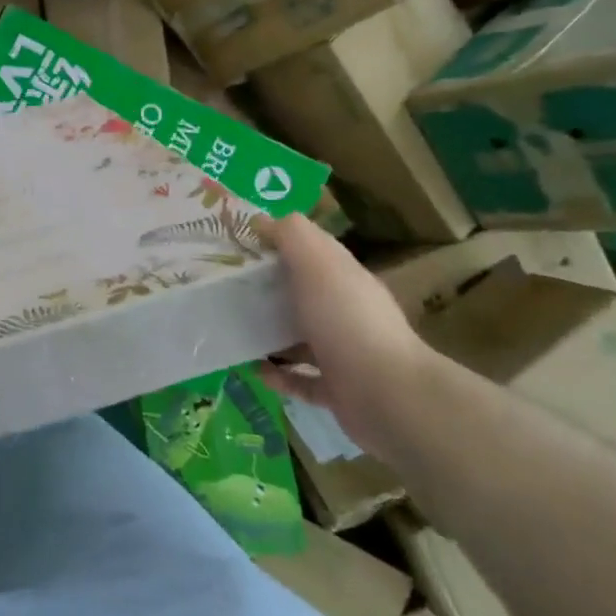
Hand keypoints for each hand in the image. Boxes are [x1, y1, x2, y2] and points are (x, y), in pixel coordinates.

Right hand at [255, 214, 437, 461]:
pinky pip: (302, 380)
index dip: (280, 241)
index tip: (240, 242)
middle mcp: (347, 311)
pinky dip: (279, 375)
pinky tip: (254, 370)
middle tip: (227, 286)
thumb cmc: (347, 320)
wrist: (388, 396)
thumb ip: (292, 235)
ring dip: (271, 333)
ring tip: (234, 328)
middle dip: (270, 288)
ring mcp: (345, 353)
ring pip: (302, 337)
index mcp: (345, 277)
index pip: (313, 250)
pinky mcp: (338, 390)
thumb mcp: (317, 264)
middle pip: (305, 293)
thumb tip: (262, 219)